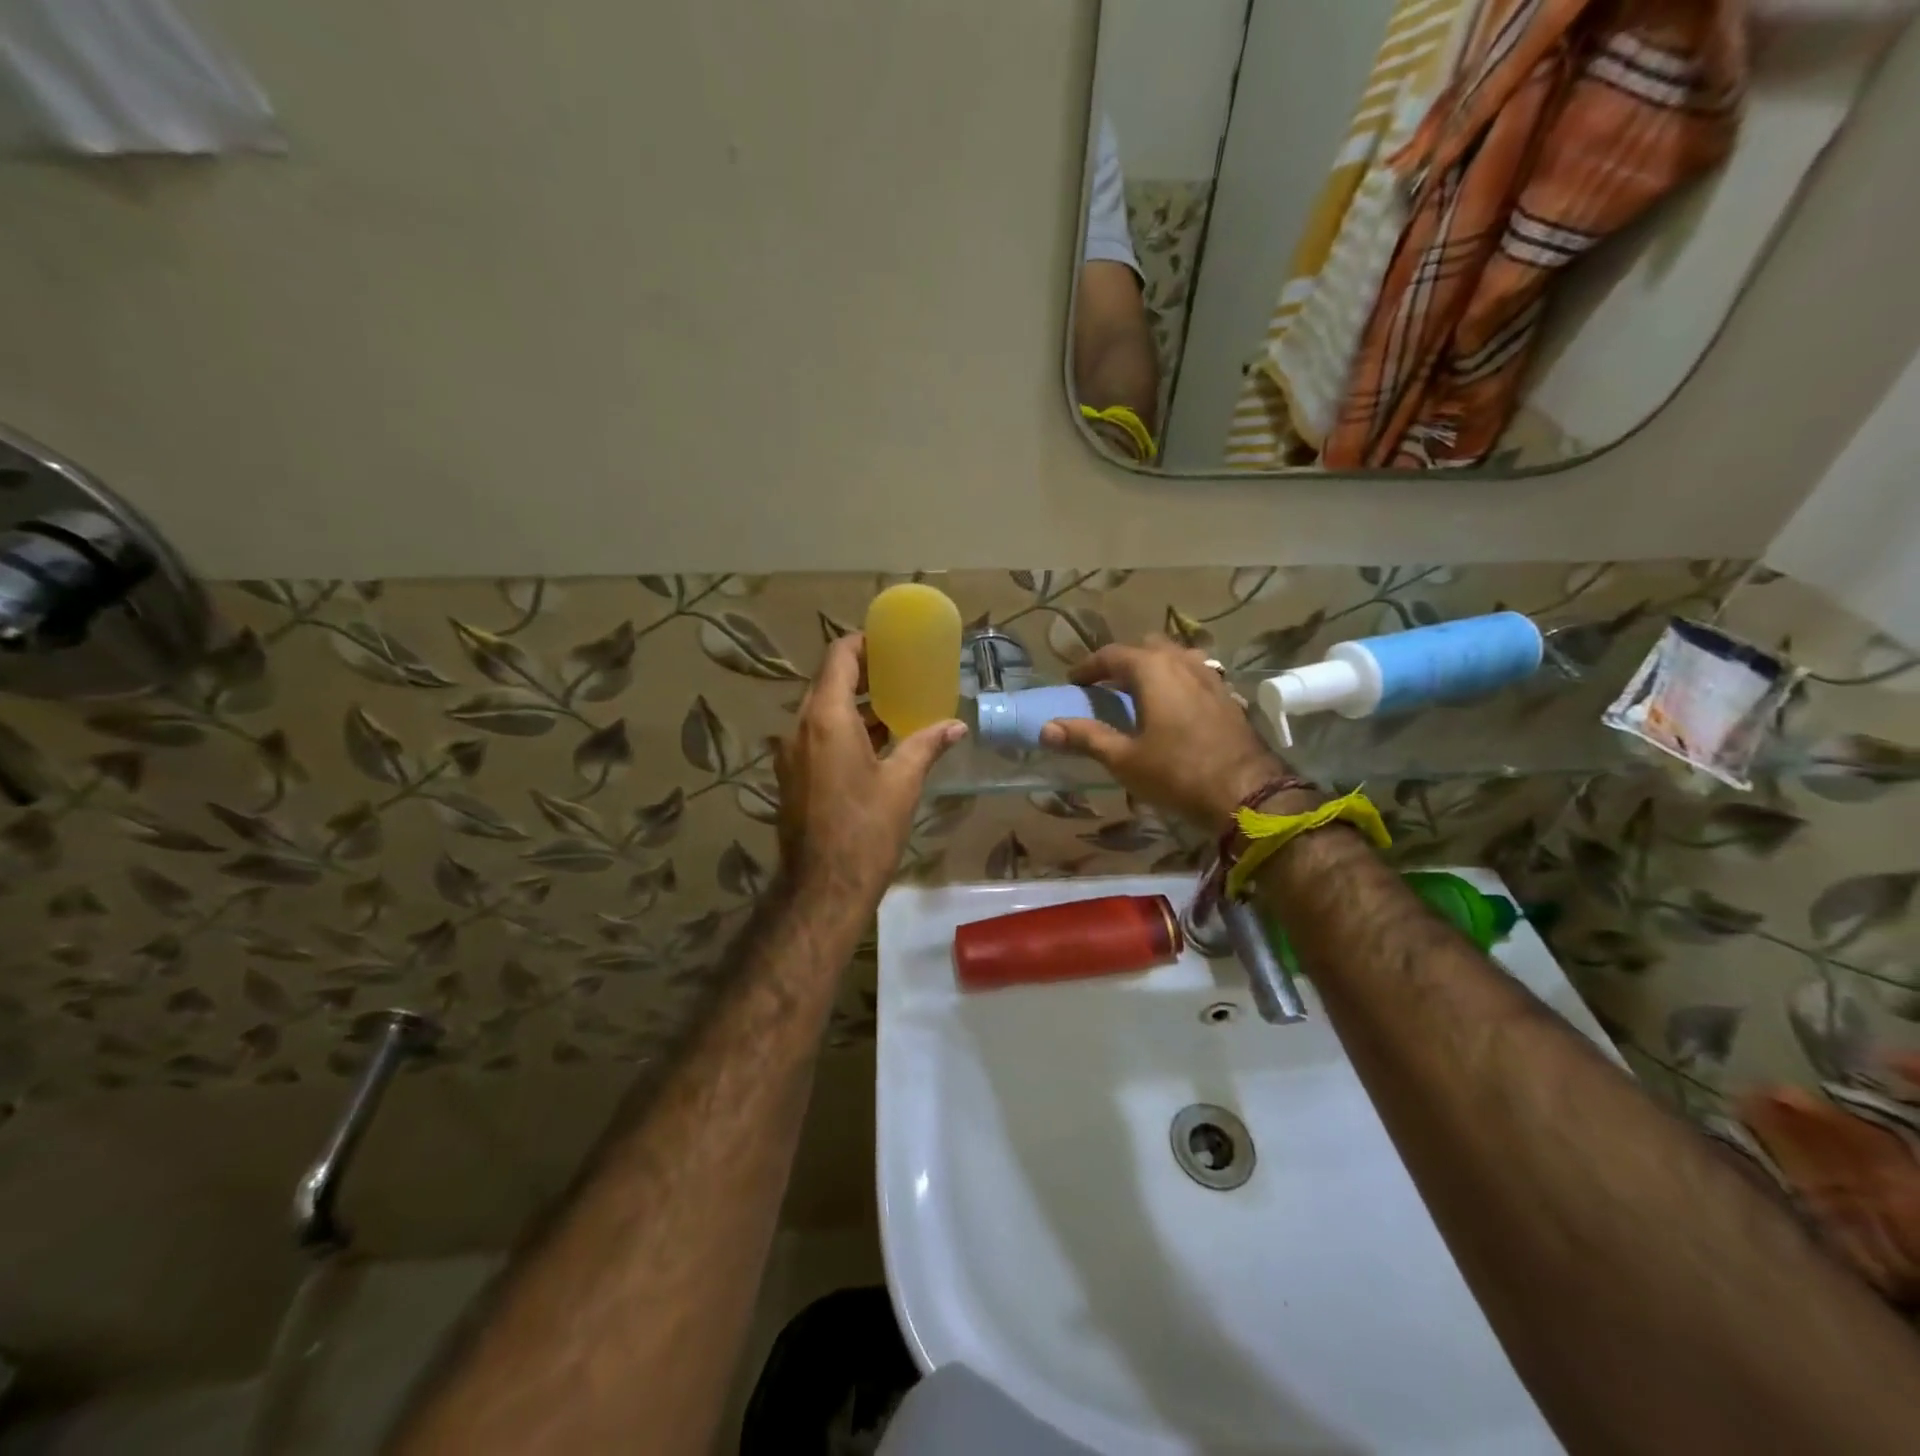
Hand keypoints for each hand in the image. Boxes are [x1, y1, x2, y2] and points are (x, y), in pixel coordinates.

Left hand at [773, 633, 965, 908]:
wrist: (823, 888)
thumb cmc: (866, 830)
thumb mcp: (902, 784)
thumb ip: (926, 745)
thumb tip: (956, 726)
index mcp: (826, 719)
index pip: (838, 658)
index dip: (862, 643)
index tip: (889, 643)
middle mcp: (800, 727)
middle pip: (828, 682)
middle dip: (862, 674)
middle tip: (900, 672)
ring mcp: (791, 754)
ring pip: (821, 711)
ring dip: (854, 704)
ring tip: (893, 706)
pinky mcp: (792, 776)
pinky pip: (817, 736)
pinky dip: (843, 729)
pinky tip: (875, 743)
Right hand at [1040, 636, 1290, 830]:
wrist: (1247, 792)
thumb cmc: (1177, 773)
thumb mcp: (1124, 759)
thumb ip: (1086, 738)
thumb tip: (1046, 728)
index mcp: (1153, 670)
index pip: (1112, 654)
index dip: (1088, 667)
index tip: (1073, 683)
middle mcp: (1183, 662)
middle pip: (1146, 647)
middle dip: (1123, 662)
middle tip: (1105, 686)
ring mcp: (1211, 677)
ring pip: (1175, 657)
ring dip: (1153, 668)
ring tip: (1139, 693)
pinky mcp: (1228, 696)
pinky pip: (1195, 675)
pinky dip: (1176, 681)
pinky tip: (1173, 707)